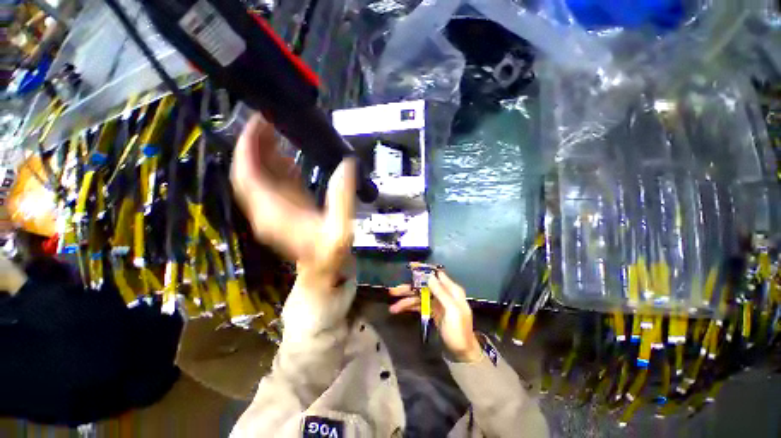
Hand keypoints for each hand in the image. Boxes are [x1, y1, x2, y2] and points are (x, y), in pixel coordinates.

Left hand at [231, 114, 355, 289]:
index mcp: (274, 212)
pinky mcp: (286, 207)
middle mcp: (267, 208)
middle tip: (269, 119)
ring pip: (261, 175)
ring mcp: (275, 207)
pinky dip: (277, 165)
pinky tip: (288, 153)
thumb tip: (347, 165)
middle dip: (255, 144)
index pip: (248, 175)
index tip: (258, 123)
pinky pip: (274, 182)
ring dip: (265, 151)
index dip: (248, 148)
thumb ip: (343, 197)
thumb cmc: (330, 255)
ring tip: (277, 128)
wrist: (323, 271)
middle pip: (250, 171)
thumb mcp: (341, 229)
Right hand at [389, 271, 482, 362]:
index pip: (436, 274)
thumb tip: (430, 276)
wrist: (462, 353)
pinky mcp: (431, 311)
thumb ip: (441, 293)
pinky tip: (398, 310)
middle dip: (408, 288)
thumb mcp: (452, 311)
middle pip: (423, 286)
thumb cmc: (459, 331)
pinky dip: (409, 307)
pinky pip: (418, 305)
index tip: (410, 266)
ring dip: (405, 300)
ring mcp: (436, 302)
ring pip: (418, 296)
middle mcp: (443, 293)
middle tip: (393, 291)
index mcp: (451, 290)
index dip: (423, 269)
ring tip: (393, 307)